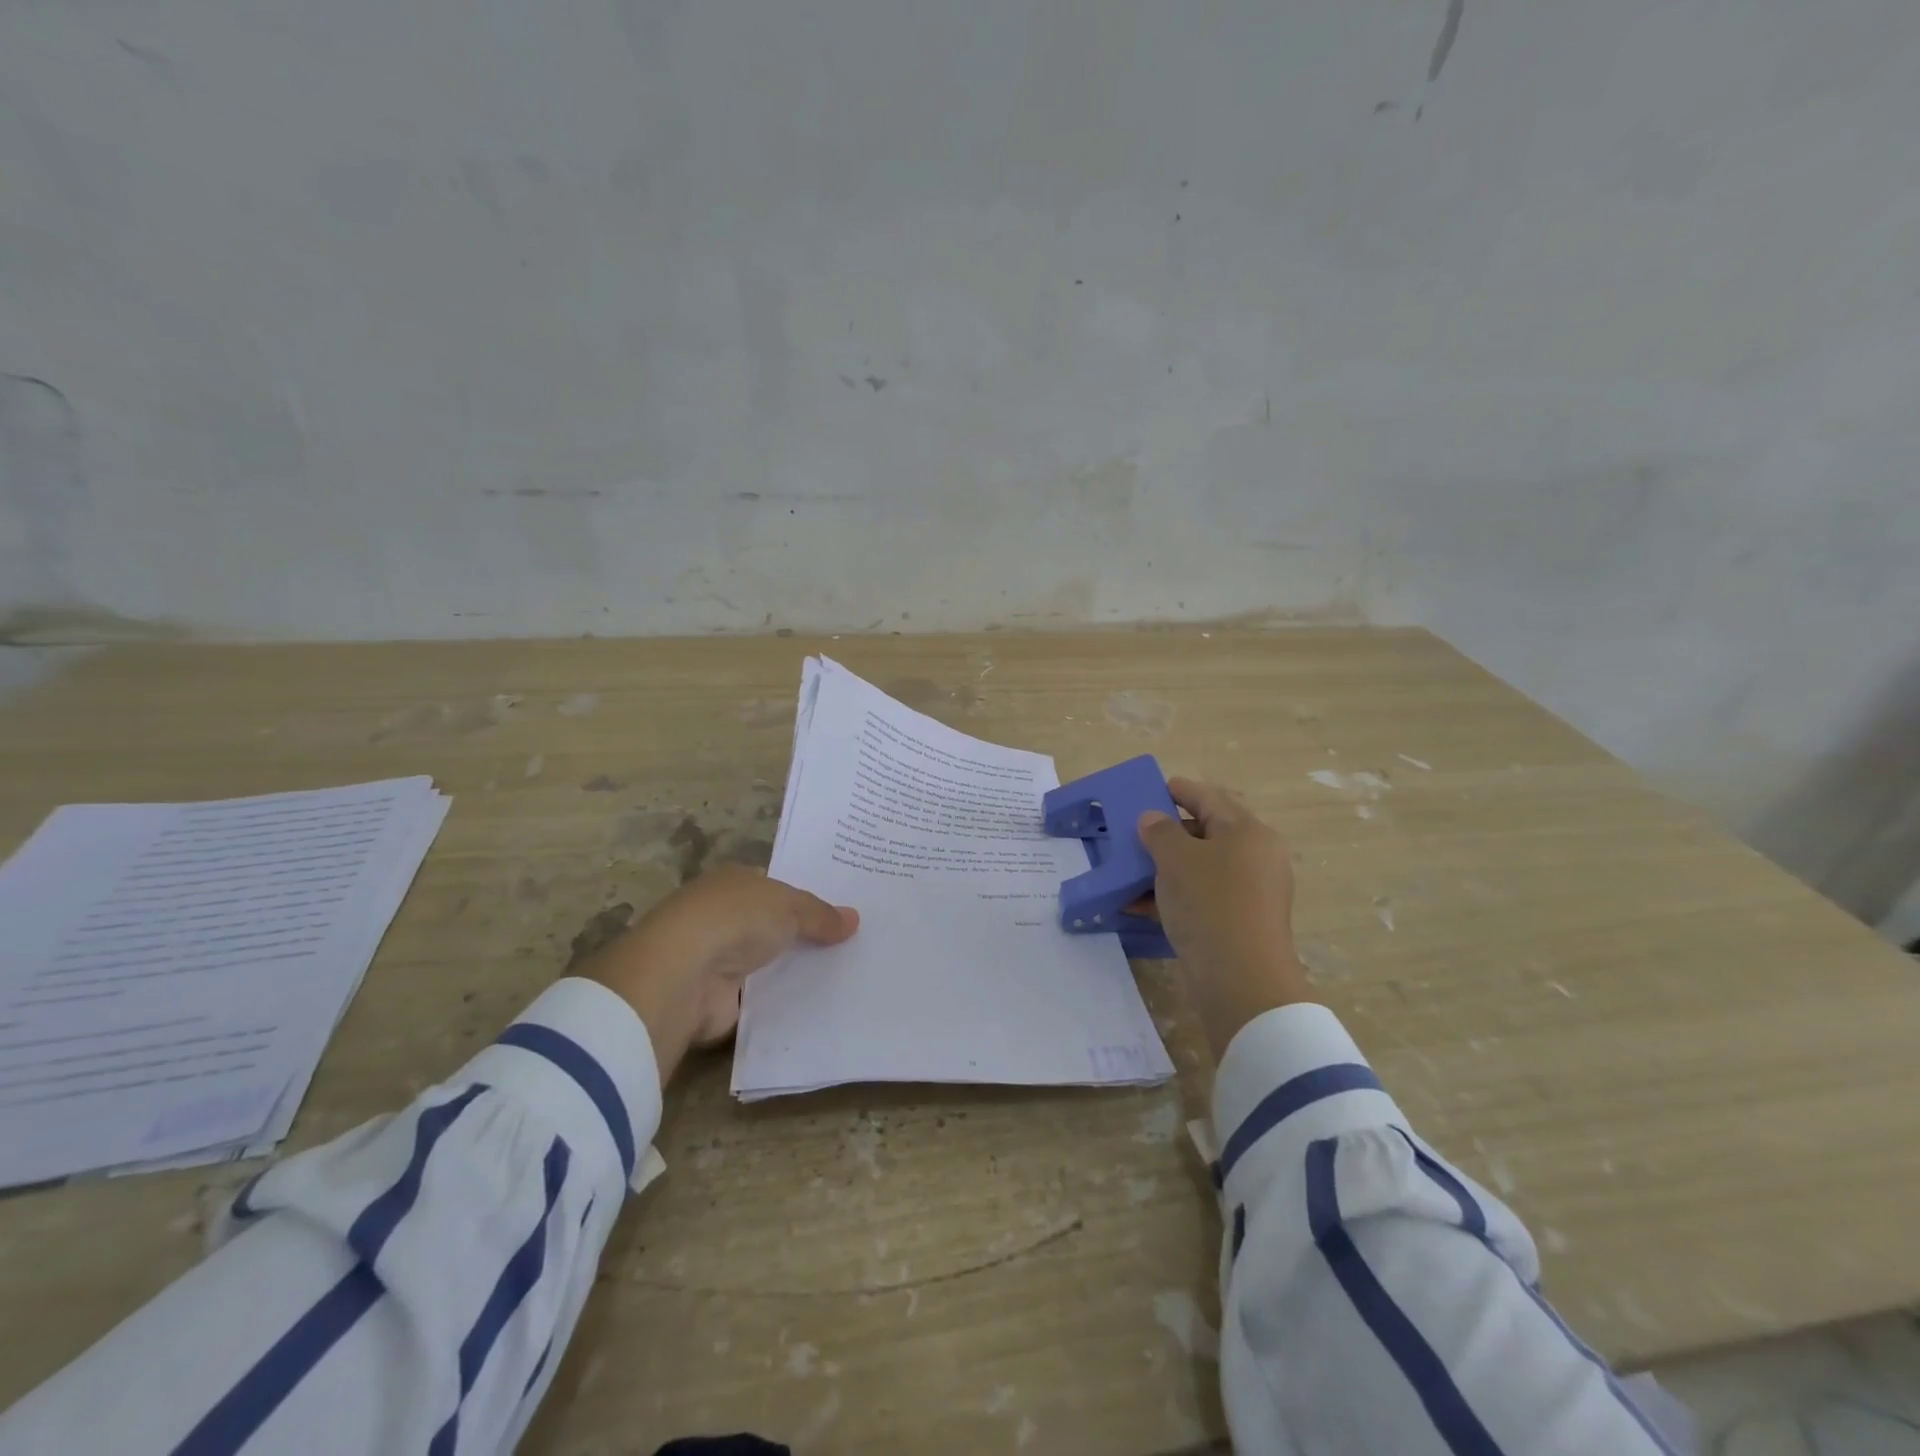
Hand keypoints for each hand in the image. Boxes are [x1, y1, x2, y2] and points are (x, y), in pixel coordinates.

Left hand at [572, 863, 858, 1084]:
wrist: (684, 974)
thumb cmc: (735, 919)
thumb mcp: (790, 906)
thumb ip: (820, 914)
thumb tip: (854, 919)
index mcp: (734, 881)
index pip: (774, 886)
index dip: (804, 897)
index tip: (839, 910)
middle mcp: (722, 916)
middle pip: (771, 925)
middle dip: (802, 934)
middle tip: (850, 944)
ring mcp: (716, 958)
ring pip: (766, 962)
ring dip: (791, 970)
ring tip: (843, 976)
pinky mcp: (718, 999)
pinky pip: (760, 999)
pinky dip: (780, 1003)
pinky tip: (816, 1006)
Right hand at [1138, 777, 1311, 1054]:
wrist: (1242, 981)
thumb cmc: (1210, 904)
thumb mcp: (1176, 859)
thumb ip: (1160, 832)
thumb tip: (1153, 819)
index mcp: (1247, 832)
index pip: (1210, 798)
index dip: (1180, 790)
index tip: (1154, 787)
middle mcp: (1255, 857)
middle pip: (1206, 833)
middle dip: (1168, 832)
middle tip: (1134, 831)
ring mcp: (1250, 893)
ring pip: (1201, 868)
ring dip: (1164, 867)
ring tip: (1129, 869)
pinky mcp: (1239, 922)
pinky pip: (1201, 897)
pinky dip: (1172, 895)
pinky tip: (1137, 904)